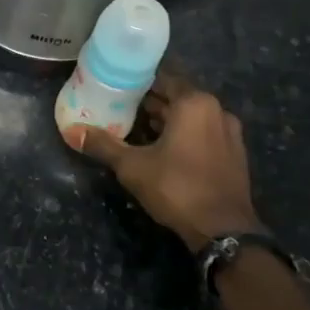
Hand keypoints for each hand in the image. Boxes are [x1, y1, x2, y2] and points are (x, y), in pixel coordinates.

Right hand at [73, 70, 263, 251]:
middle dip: (152, 103)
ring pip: (192, 117)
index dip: (139, 82)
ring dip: (169, 120)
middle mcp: (216, 110)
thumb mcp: (132, 166)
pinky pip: (205, 133)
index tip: (117, 88)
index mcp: (194, 103)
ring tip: (139, 130)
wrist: (223, 231)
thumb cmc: (177, 188)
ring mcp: (230, 132)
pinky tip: (165, 150)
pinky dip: (186, 135)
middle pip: (178, 97)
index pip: (163, 79)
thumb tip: (74, 131)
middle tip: (122, 109)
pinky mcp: (235, 154)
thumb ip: (104, 145)